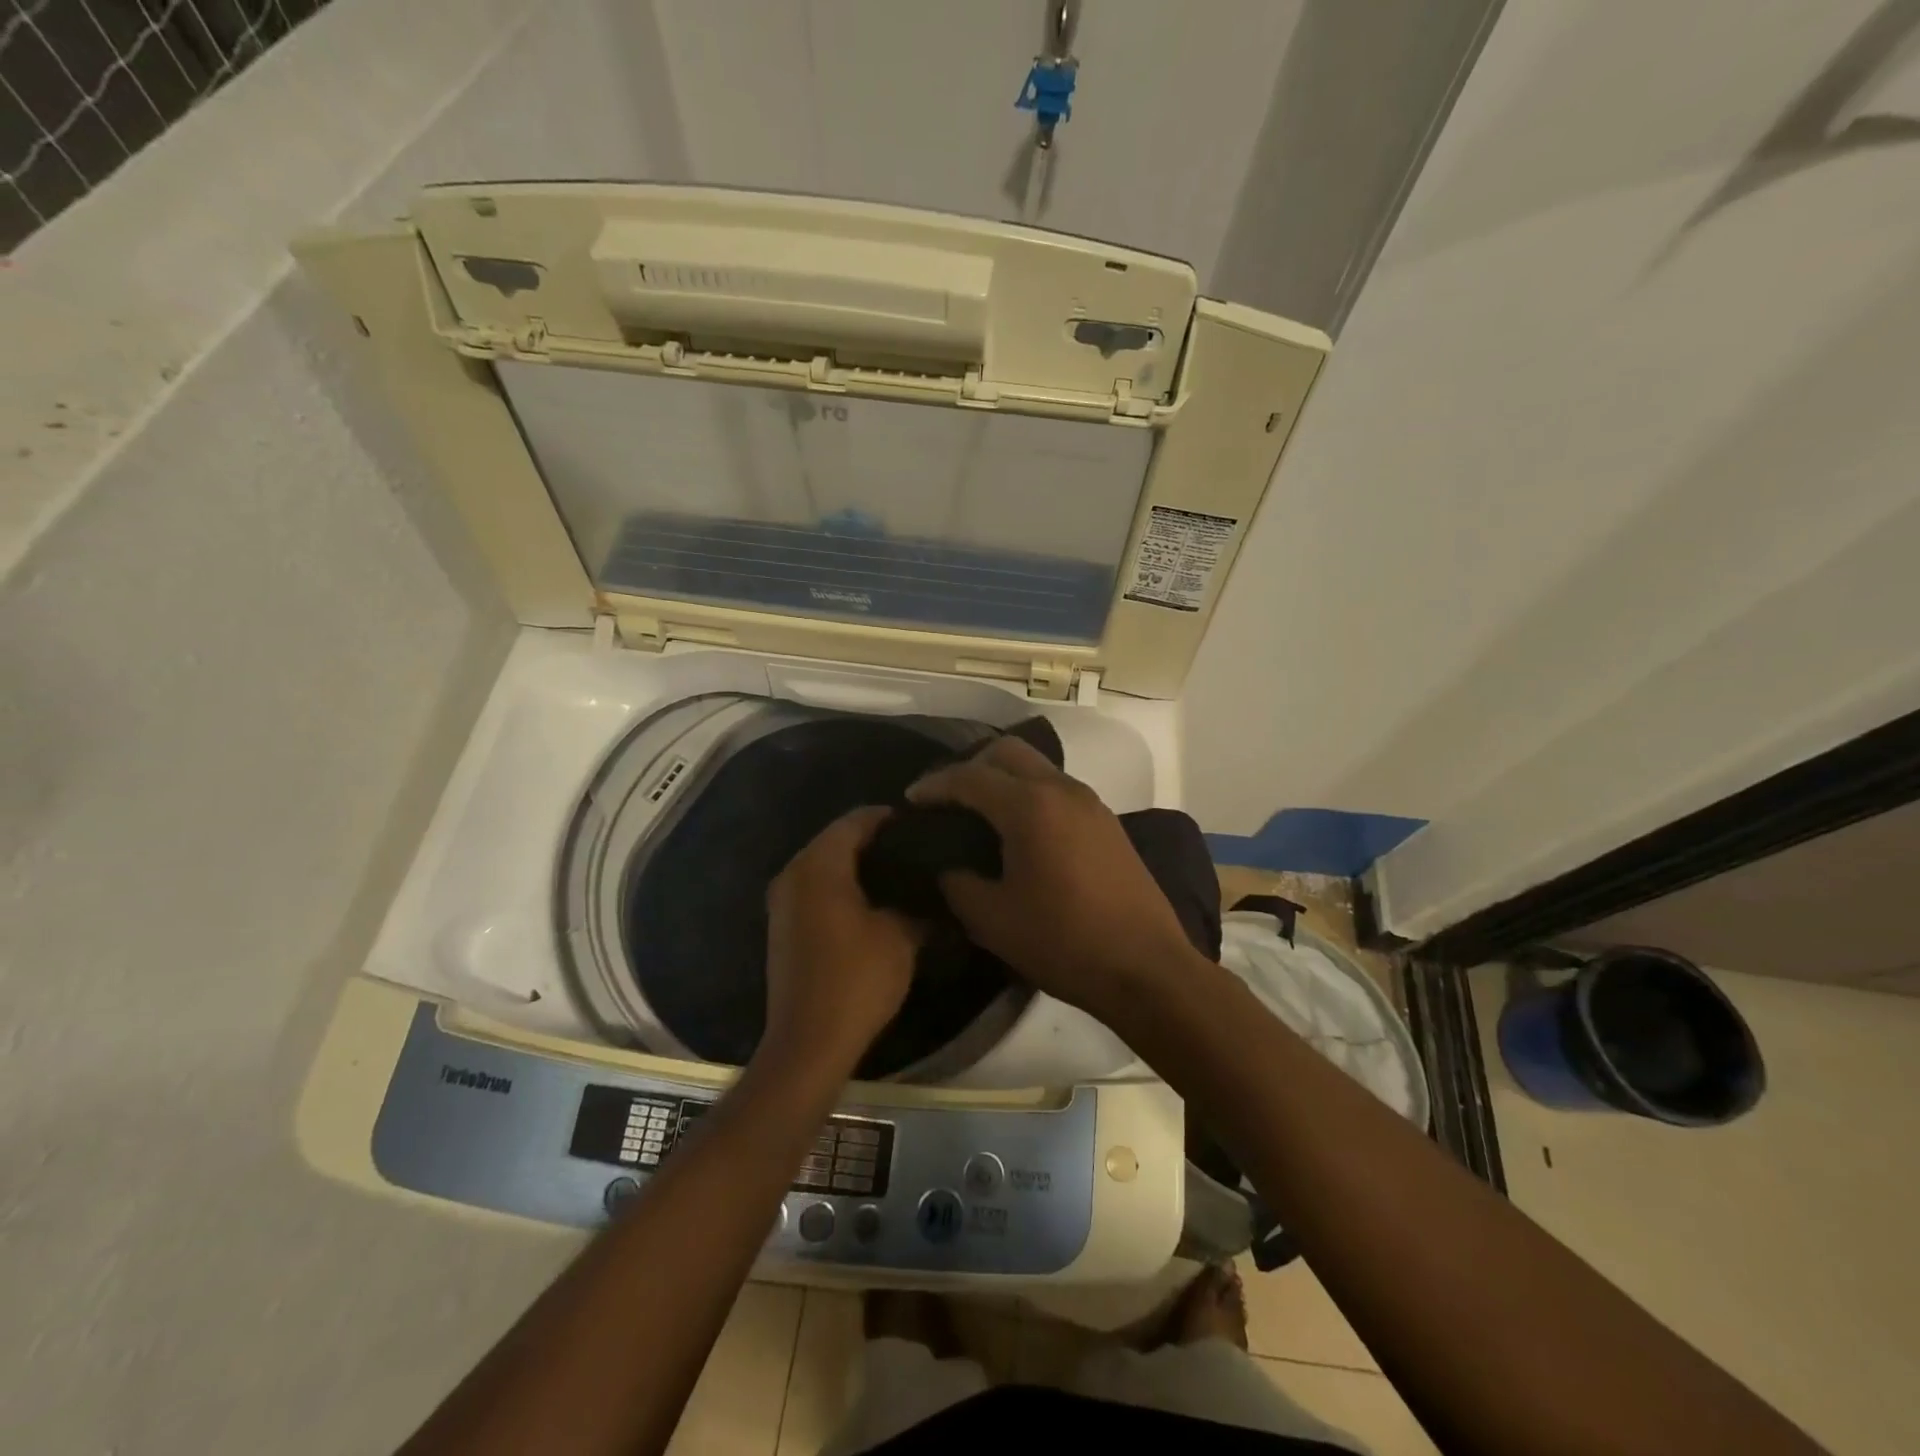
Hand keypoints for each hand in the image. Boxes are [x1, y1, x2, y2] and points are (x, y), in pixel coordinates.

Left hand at [763, 807, 921, 1075]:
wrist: (808, 1043)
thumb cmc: (856, 979)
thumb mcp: (900, 937)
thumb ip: (917, 905)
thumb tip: (933, 892)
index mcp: (819, 866)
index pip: (854, 821)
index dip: (887, 818)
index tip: (919, 825)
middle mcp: (793, 873)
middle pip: (835, 839)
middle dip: (872, 840)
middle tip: (912, 848)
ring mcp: (782, 901)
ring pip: (824, 864)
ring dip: (856, 865)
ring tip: (898, 873)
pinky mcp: (782, 926)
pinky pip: (814, 888)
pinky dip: (840, 886)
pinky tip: (872, 901)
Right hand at [907, 737, 1201, 1020]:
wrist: (1146, 968)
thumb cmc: (1063, 942)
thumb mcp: (992, 920)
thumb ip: (957, 883)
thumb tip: (946, 866)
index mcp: (1029, 806)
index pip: (969, 777)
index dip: (934, 785)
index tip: (910, 800)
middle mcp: (1061, 790)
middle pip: (1008, 752)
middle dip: (971, 766)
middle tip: (947, 800)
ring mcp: (1091, 803)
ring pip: (1037, 768)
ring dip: (1004, 778)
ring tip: (980, 814)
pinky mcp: (1108, 822)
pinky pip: (1058, 789)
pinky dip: (1030, 794)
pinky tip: (1020, 832)